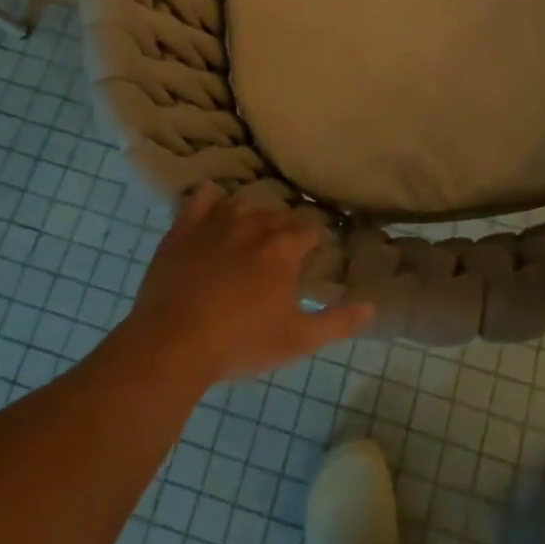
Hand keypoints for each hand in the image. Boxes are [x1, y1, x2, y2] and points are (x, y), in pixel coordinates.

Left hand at [127, 185, 372, 387]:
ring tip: (251, 235)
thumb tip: (372, 307)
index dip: (315, 241)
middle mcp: (253, 224)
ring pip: (243, 204)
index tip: (313, 255)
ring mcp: (216, 222)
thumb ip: (337, 322)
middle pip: (278, 215)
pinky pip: (202, 199)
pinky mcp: (183, 228)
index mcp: (283, 248)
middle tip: (282, 253)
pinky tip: (213, 212)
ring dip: (252, 216)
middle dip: (285, 230)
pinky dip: (211, 201)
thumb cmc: (240, 343)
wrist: (172, 344)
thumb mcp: (297, 341)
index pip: (310, 230)